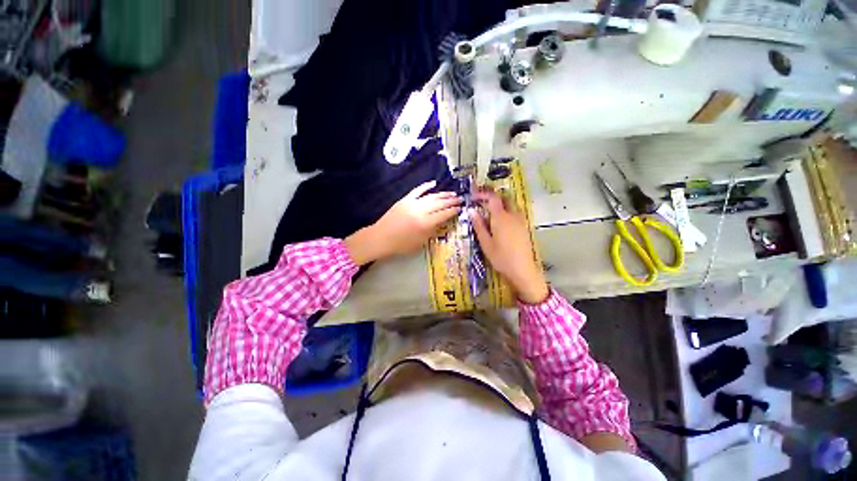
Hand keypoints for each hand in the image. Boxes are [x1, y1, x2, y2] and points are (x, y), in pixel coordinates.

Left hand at [345, 181, 460, 264]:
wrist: (381, 238)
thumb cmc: (401, 245)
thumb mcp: (421, 242)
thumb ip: (433, 231)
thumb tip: (442, 222)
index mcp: (425, 223)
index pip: (444, 214)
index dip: (453, 211)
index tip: (460, 208)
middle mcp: (421, 211)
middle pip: (440, 203)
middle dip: (451, 201)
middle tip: (460, 199)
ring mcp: (412, 203)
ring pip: (431, 196)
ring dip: (442, 194)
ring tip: (452, 193)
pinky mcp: (405, 200)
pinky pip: (417, 190)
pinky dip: (425, 186)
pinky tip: (433, 183)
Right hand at [470, 189, 548, 303]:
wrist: (523, 270)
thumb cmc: (501, 257)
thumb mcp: (486, 243)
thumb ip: (479, 225)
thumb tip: (471, 210)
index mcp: (501, 217)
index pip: (493, 198)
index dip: (483, 194)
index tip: (473, 196)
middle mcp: (513, 215)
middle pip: (504, 198)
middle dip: (493, 196)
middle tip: (481, 200)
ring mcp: (521, 220)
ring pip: (511, 204)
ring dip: (500, 203)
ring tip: (489, 210)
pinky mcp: (524, 227)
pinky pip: (515, 212)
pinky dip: (506, 210)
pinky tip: (500, 221)